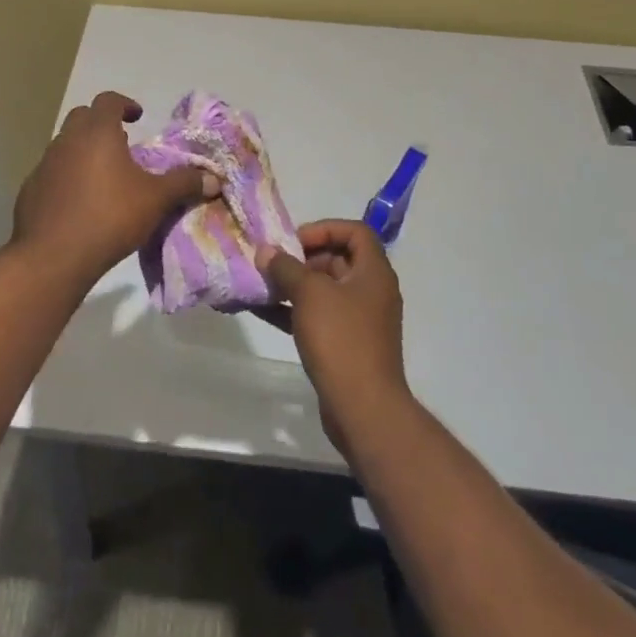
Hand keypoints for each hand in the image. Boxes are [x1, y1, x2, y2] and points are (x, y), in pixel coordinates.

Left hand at [12, 91, 218, 286]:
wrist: (53, 256)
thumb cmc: (110, 217)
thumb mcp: (156, 200)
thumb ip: (184, 184)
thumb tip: (214, 179)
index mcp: (97, 132)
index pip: (108, 100)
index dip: (125, 104)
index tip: (138, 117)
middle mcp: (66, 140)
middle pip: (83, 117)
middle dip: (102, 124)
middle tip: (122, 144)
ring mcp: (44, 164)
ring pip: (65, 145)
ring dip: (83, 151)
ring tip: (103, 176)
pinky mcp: (30, 190)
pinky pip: (52, 173)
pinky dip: (66, 177)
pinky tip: (79, 203)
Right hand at [255, 220, 409, 451]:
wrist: (362, 408)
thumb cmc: (341, 339)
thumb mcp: (309, 294)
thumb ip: (285, 268)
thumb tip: (265, 251)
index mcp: (374, 272)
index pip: (355, 232)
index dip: (324, 228)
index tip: (294, 241)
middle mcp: (371, 291)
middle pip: (338, 259)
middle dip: (302, 258)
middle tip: (273, 264)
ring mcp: (360, 320)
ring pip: (325, 290)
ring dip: (293, 285)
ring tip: (261, 285)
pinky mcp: (346, 345)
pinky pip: (318, 317)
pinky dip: (294, 311)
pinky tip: (262, 311)